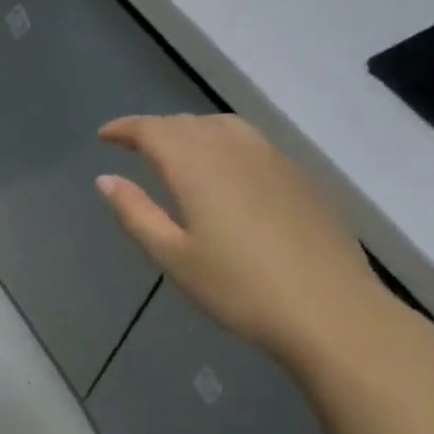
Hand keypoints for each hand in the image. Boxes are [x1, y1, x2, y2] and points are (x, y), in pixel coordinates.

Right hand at [96, 114, 400, 369]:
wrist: (330, 310)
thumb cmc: (238, 288)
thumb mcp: (173, 257)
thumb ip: (136, 212)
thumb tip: (105, 179)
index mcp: (197, 166)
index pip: (153, 130)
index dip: (125, 128)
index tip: (104, 136)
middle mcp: (234, 149)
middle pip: (187, 122)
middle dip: (155, 129)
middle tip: (134, 147)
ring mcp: (272, 159)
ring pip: (222, 125)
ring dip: (190, 129)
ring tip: (176, 150)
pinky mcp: (299, 176)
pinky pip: (250, 140)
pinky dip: (222, 140)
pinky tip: (224, 168)